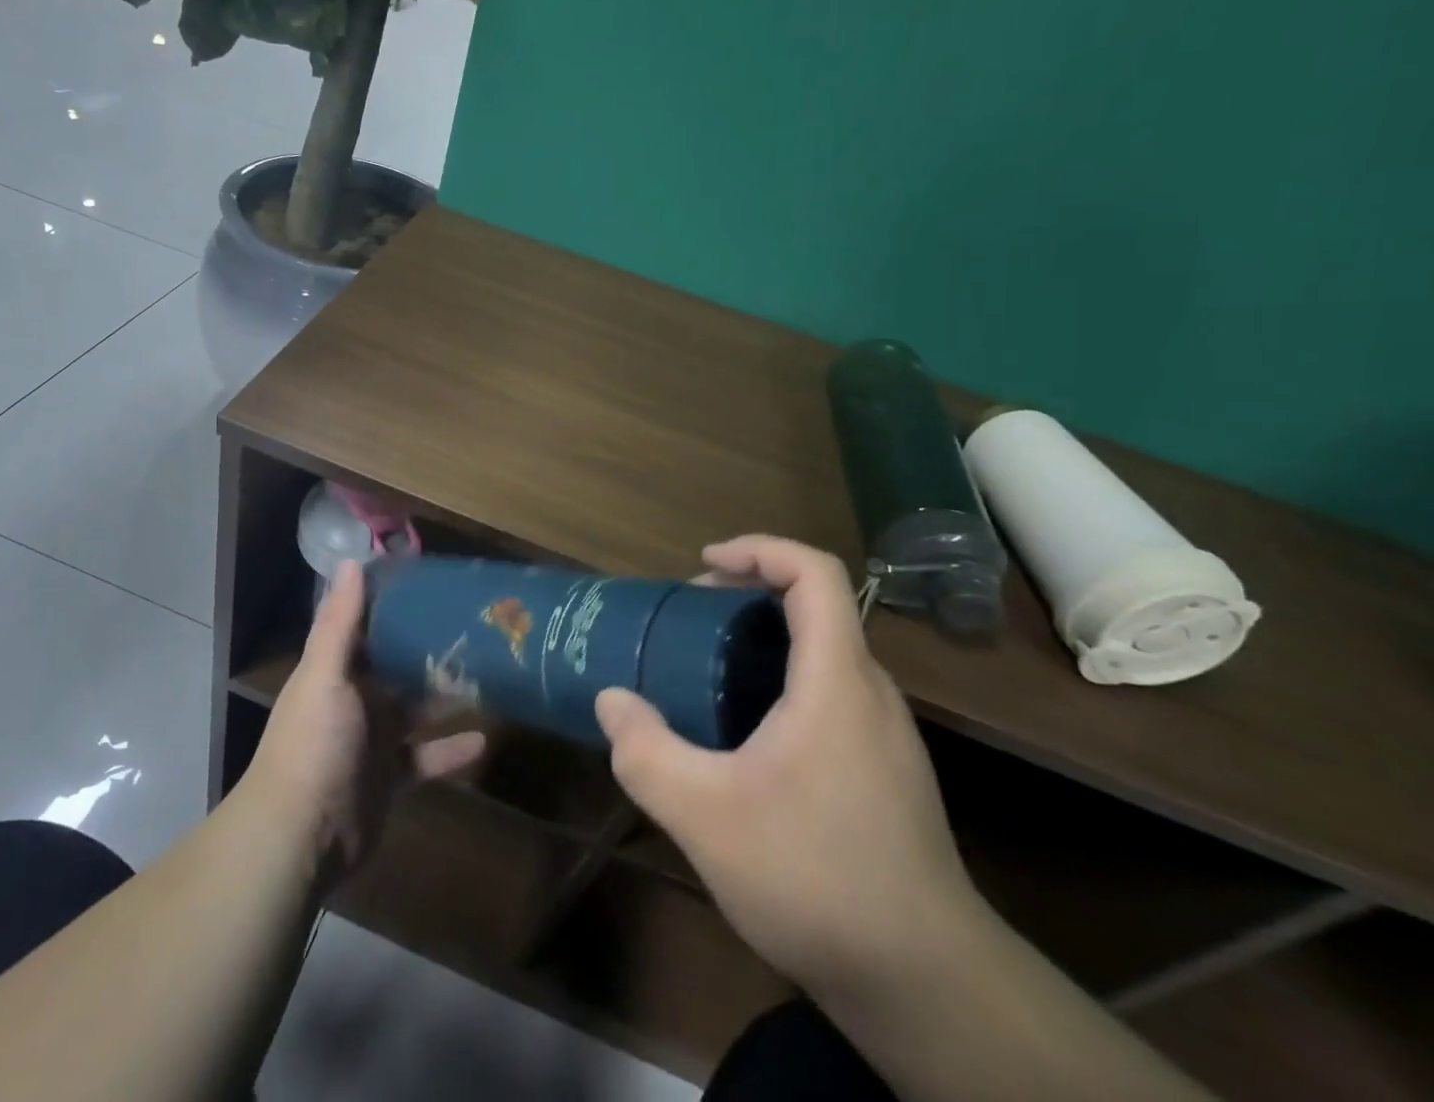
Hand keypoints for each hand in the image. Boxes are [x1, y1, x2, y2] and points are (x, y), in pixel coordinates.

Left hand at [246, 561, 485, 886]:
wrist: (300, 837)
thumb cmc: (314, 745)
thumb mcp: (325, 676)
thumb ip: (340, 623)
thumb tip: (350, 561)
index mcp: (335, 669)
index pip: (365, 625)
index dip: (392, 602)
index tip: (430, 579)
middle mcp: (354, 698)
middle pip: (396, 664)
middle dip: (428, 647)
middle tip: (474, 625)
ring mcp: (373, 739)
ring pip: (416, 707)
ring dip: (445, 694)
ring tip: (489, 673)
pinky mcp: (390, 776)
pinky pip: (427, 756)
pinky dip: (451, 749)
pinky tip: (485, 739)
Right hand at [595, 535, 981, 997]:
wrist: (926, 987)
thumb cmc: (815, 878)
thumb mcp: (705, 816)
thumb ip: (646, 752)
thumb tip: (611, 702)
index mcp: (836, 680)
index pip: (815, 573)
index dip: (759, 549)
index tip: (704, 564)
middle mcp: (870, 693)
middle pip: (816, 609)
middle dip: (748, 597)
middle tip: (690, 621)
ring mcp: (886, 736)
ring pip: (822, 657)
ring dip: (763, 643)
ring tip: (706, 675)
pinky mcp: (886, 774)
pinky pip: (829, 697)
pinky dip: (781, 686)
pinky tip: (745, 742)